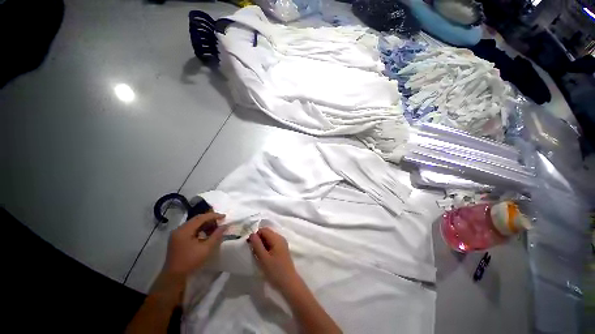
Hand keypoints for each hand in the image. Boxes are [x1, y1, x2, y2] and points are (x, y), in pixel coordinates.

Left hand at [163, 212, 226, 277]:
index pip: (201, 218)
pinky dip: (199, 229)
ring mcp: (177, 234)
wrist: (174, 276)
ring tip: (214, 230)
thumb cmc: (190, 262)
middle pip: (197, 219)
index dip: (213, 216)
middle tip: (220, 223)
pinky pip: (190, 229)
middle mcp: (179, 229)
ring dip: (205, 224)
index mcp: (184, 230)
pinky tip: (206, 234)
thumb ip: (216, 235)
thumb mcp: (206, 249)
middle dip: (210, 219)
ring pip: (194, 223)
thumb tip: (225, 226)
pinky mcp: (177, 238)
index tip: (224, 217)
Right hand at [248, 227, 298, 289]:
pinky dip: (266, 247)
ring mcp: (282, 243)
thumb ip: (257, 245)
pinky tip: (264, 257)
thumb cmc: (275, 271)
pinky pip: (272, 243)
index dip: (255, 235)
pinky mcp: (282, 249)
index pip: (263, 230)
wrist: (289, 283)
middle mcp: (280, 238)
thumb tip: (252, 234)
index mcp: (277, 238)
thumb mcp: (263, 258)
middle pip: (266, 233)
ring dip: (262, 244)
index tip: (250, 246)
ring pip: (269, 238)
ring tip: (258, 255)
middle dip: (258, 239)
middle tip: (253, 251)